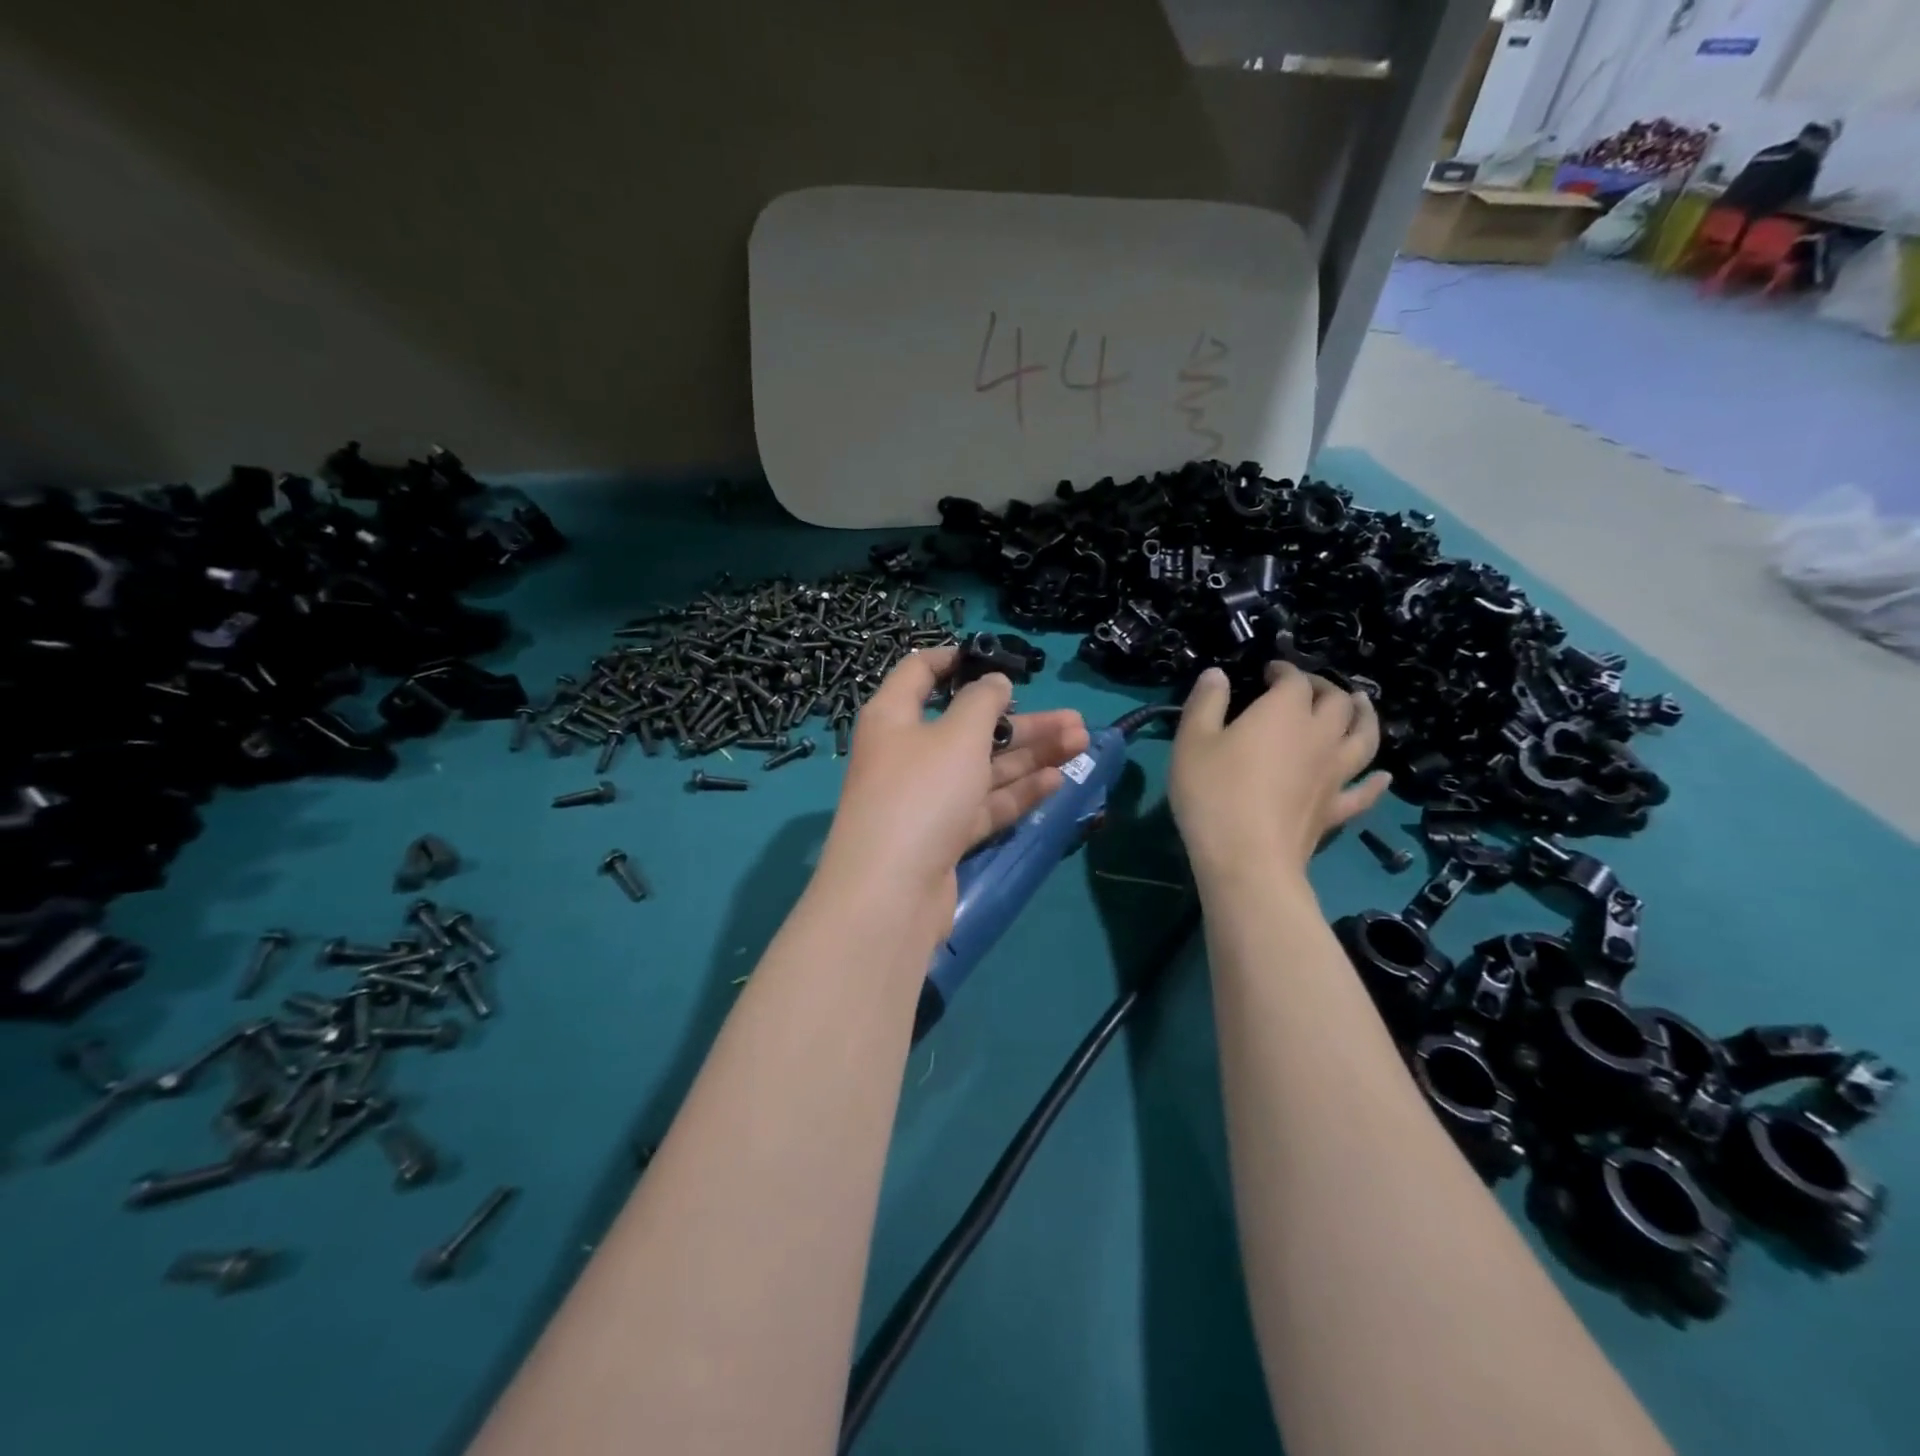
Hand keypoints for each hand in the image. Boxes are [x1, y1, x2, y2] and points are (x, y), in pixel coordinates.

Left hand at [819, 647, 1089, 935]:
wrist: (891, 893)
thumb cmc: (921, 794)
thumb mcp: (957, 735)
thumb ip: (982, 702)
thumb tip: (994, 681)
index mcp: (894, 717)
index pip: (921, 673)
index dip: (957, 660)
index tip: (998, 659)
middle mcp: (908, 753)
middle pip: (968, 726)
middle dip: (1022, 721)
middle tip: (1074, 719)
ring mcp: (925, 798)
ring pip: (983, 767)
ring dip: (1031, 754)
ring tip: (1081, 742)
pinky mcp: (943, 835)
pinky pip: (984, 804)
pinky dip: (1017, 792)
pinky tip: (1058, 780)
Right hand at [1169, 662, 1390, 888]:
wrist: (1247, 858)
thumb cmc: (1213, 793)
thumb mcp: (1193, 741)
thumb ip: (1206, 702)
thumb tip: (1217, 674)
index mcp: (1284, 712)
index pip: (1295, 680)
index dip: (1284, 670)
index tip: (1269, 671)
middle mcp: (1319, 736)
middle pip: (1337, 702)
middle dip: (1325, 688)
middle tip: (1309, 688)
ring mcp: (1335, 774)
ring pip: (1364, 737)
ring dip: (1365, 717)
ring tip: (1362, 705)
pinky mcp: (1337, 808)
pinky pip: (1365, 791)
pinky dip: (1376, 781)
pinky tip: (1382, 776)